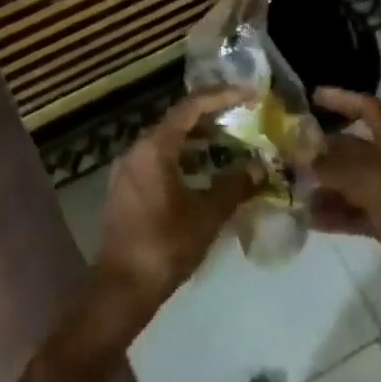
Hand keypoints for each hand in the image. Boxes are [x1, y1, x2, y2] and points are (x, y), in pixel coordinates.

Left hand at [91, 88, 255, 328]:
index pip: (190, 107)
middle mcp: (136, 151)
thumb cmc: (165, 244)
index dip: (221, 96)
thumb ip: (234, 186)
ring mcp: (127, 170)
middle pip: (177, 121)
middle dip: (211, 117)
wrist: (122, 287)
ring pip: (167, 142)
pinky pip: (158, 160)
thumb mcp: (207, 214)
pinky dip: (183, 158)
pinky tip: (205, 172)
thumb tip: (258, 168)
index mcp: (153, 148)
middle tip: (242, 117)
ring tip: (229, 143)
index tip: (249, 94)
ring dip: (197, 140)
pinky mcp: (126, 189)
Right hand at [309, 86, 380, 316]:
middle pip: (353, 147)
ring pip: (350, 182)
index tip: (310, 97)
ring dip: (322, 183)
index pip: (369, 108)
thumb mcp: (379, 183)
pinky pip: (355, 213)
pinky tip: (307, 218)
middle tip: (284, 151)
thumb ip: (338, 166)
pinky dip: (333, 213)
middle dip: (321, 146)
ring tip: (289, 188)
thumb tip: (302, 158)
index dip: (342, 99)